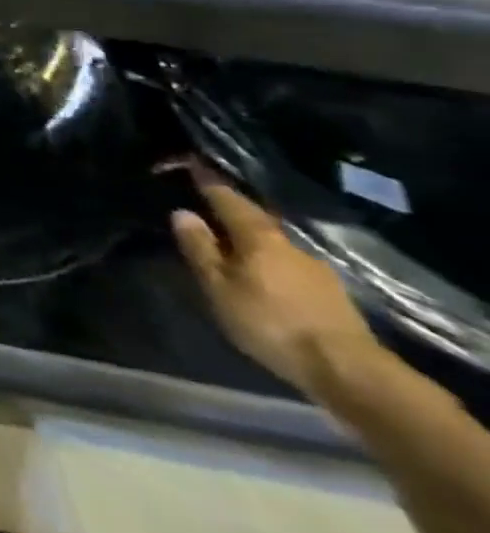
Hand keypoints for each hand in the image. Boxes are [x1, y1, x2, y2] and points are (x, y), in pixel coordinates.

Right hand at [169, 163, 383, 399]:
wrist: (350, 370)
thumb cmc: (270, 321)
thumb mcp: (219, 287)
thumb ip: (199, 248)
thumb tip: (182, 212)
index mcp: (258, 236)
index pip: (227, 198)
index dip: (208, 180)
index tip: (191, 162)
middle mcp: (289, 243)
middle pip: (254, 218)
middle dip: (232, 208)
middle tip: (208, 200)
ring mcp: (316, 269)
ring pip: (273, 242)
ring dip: (251, 236)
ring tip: (231, 239)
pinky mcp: (330, 293)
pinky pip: (288, 263)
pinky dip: (269, 259)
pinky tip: (263, 271)